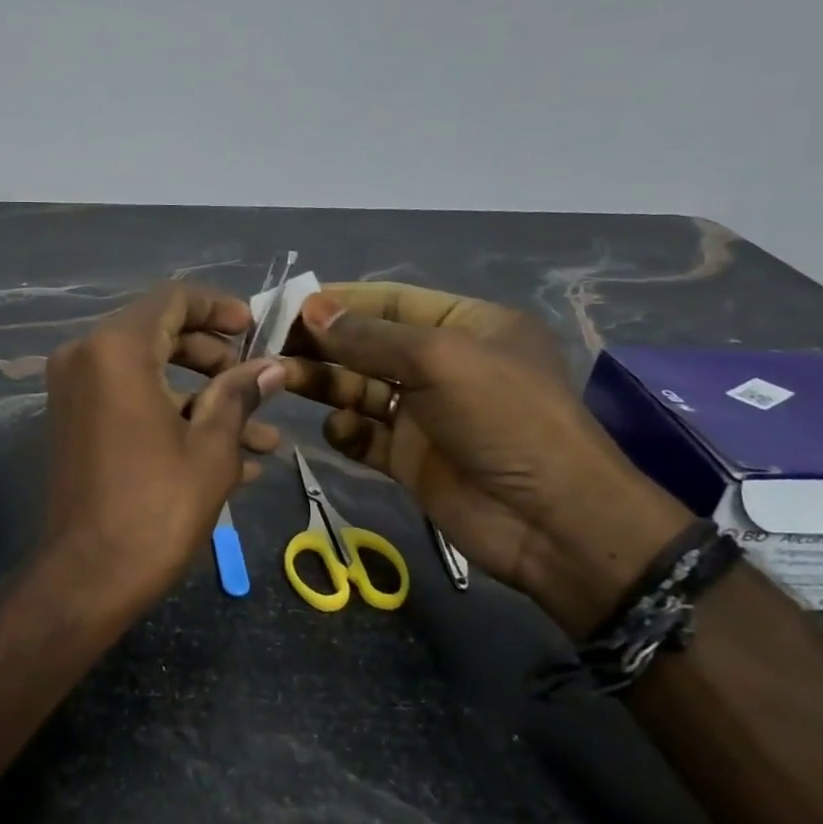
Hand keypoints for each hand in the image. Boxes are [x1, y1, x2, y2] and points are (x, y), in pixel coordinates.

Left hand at [39, 282, 286, 621]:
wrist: (88, 577)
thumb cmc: (156, 507)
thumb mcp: (211, 448)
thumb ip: (240, 394)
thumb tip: (273, 366)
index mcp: (117, 349)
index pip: (173, 298)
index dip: (220, 307)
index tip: (256, 329)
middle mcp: (86, 356)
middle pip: (161, 332)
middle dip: (216, 357)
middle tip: (258, 385)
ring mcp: (75, 390)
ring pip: (150, 371)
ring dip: (203, 397)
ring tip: (263, 435)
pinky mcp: (76, 421)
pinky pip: (130, 399)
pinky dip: (172, 414)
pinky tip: (230, 456)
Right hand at [282, 283, 690, 635]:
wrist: (552, 523)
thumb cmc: (504, 419)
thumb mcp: (438, 361)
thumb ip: (369, 336)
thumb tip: (312, 308)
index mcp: (465, 326)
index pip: (389, 301)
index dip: (338, 300)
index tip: (286, 303)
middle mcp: (443, 365)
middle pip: (367, 345)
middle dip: (322, 342)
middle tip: (270, 343)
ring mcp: (425, 414)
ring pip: (359, 388)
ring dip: (323, 382)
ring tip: (283, 380)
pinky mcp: (409, 458)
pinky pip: (364, 433)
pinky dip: (346, 429)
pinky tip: (342, 430)